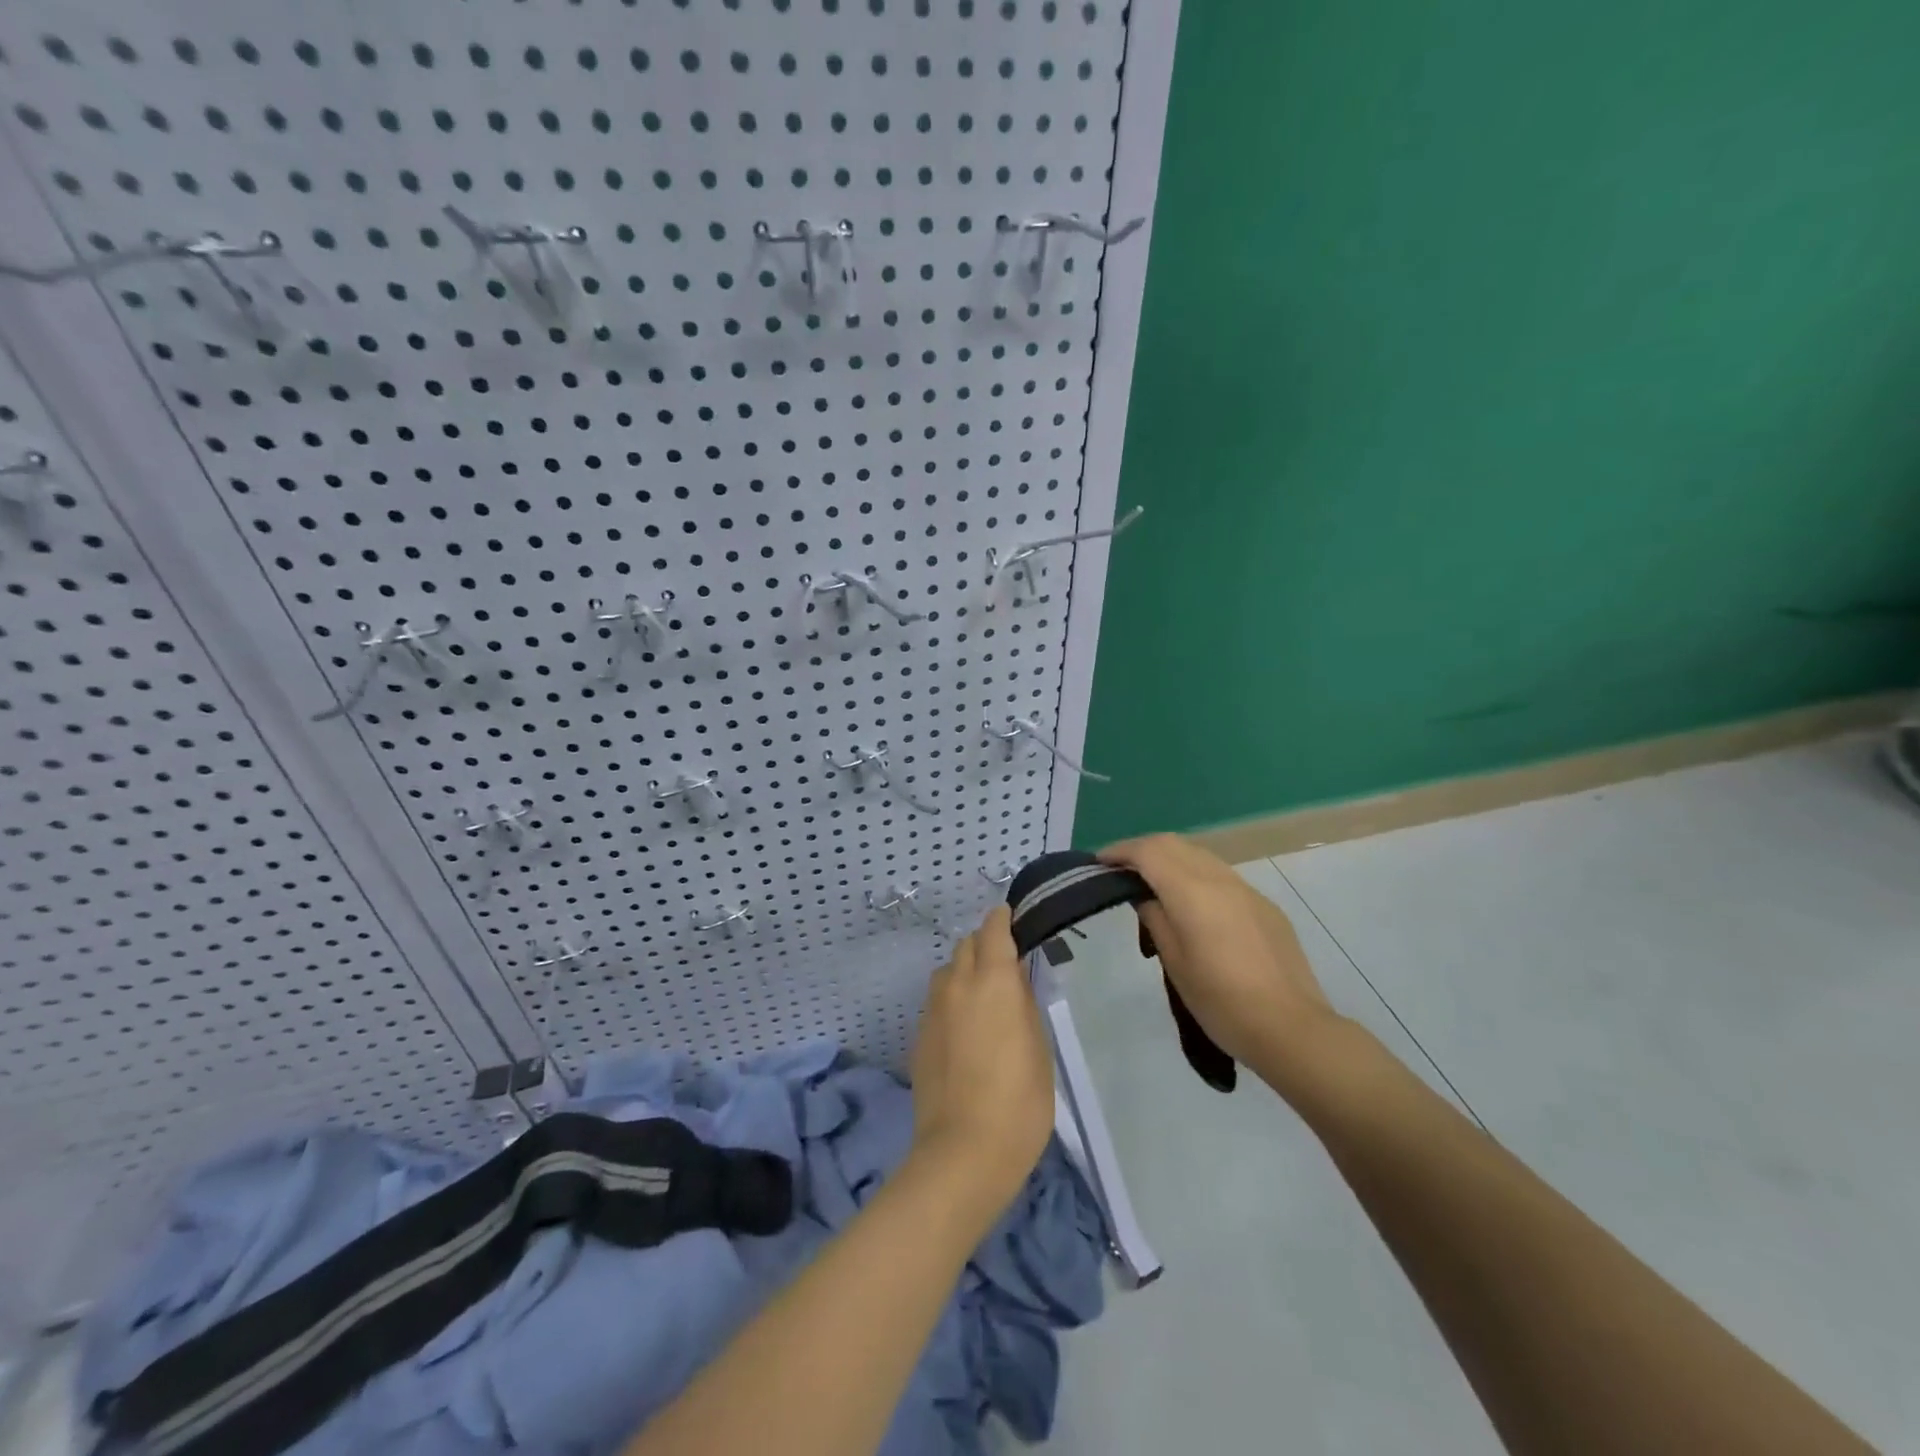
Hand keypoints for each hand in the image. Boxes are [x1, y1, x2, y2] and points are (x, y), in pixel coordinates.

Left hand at [907, 906, 1054, 1226]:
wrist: (963, 1152)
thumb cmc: (1018, 1101)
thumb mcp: (1039, 1048)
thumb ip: (1025, 1004)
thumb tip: (1016, 981)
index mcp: (993, 981)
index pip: (993, 929)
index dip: (1003, 919)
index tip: (1012, 918)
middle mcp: (957, 985)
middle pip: (966, 945)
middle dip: (984, 945)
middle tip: (1004, 965)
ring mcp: (932, 1010)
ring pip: (947, 972)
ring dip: (964, 972)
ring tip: (983, 998)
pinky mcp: (918, 1036)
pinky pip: (937, 1002)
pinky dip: (951, 1001)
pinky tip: (964, 1031)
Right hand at [1098, 834, 1342, 1084]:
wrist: (1291, 1028)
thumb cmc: (1221, 1001)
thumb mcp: (1175, 962)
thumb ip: (1156, 918)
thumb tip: (1145, 896)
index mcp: (1192, 891)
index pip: (1148, 852)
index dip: (1120, 851)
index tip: (1099, 863)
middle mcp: (1220, 879)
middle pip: (1174, 844)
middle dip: (1143, 849)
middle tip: (1120, 871)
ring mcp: (1247, 890)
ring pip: (1200, 855)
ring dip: (1170, 859)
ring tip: (1152, 884)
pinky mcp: (1264, 906)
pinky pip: (1221, 875)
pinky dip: (1196, 875)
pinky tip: (1192, 905)